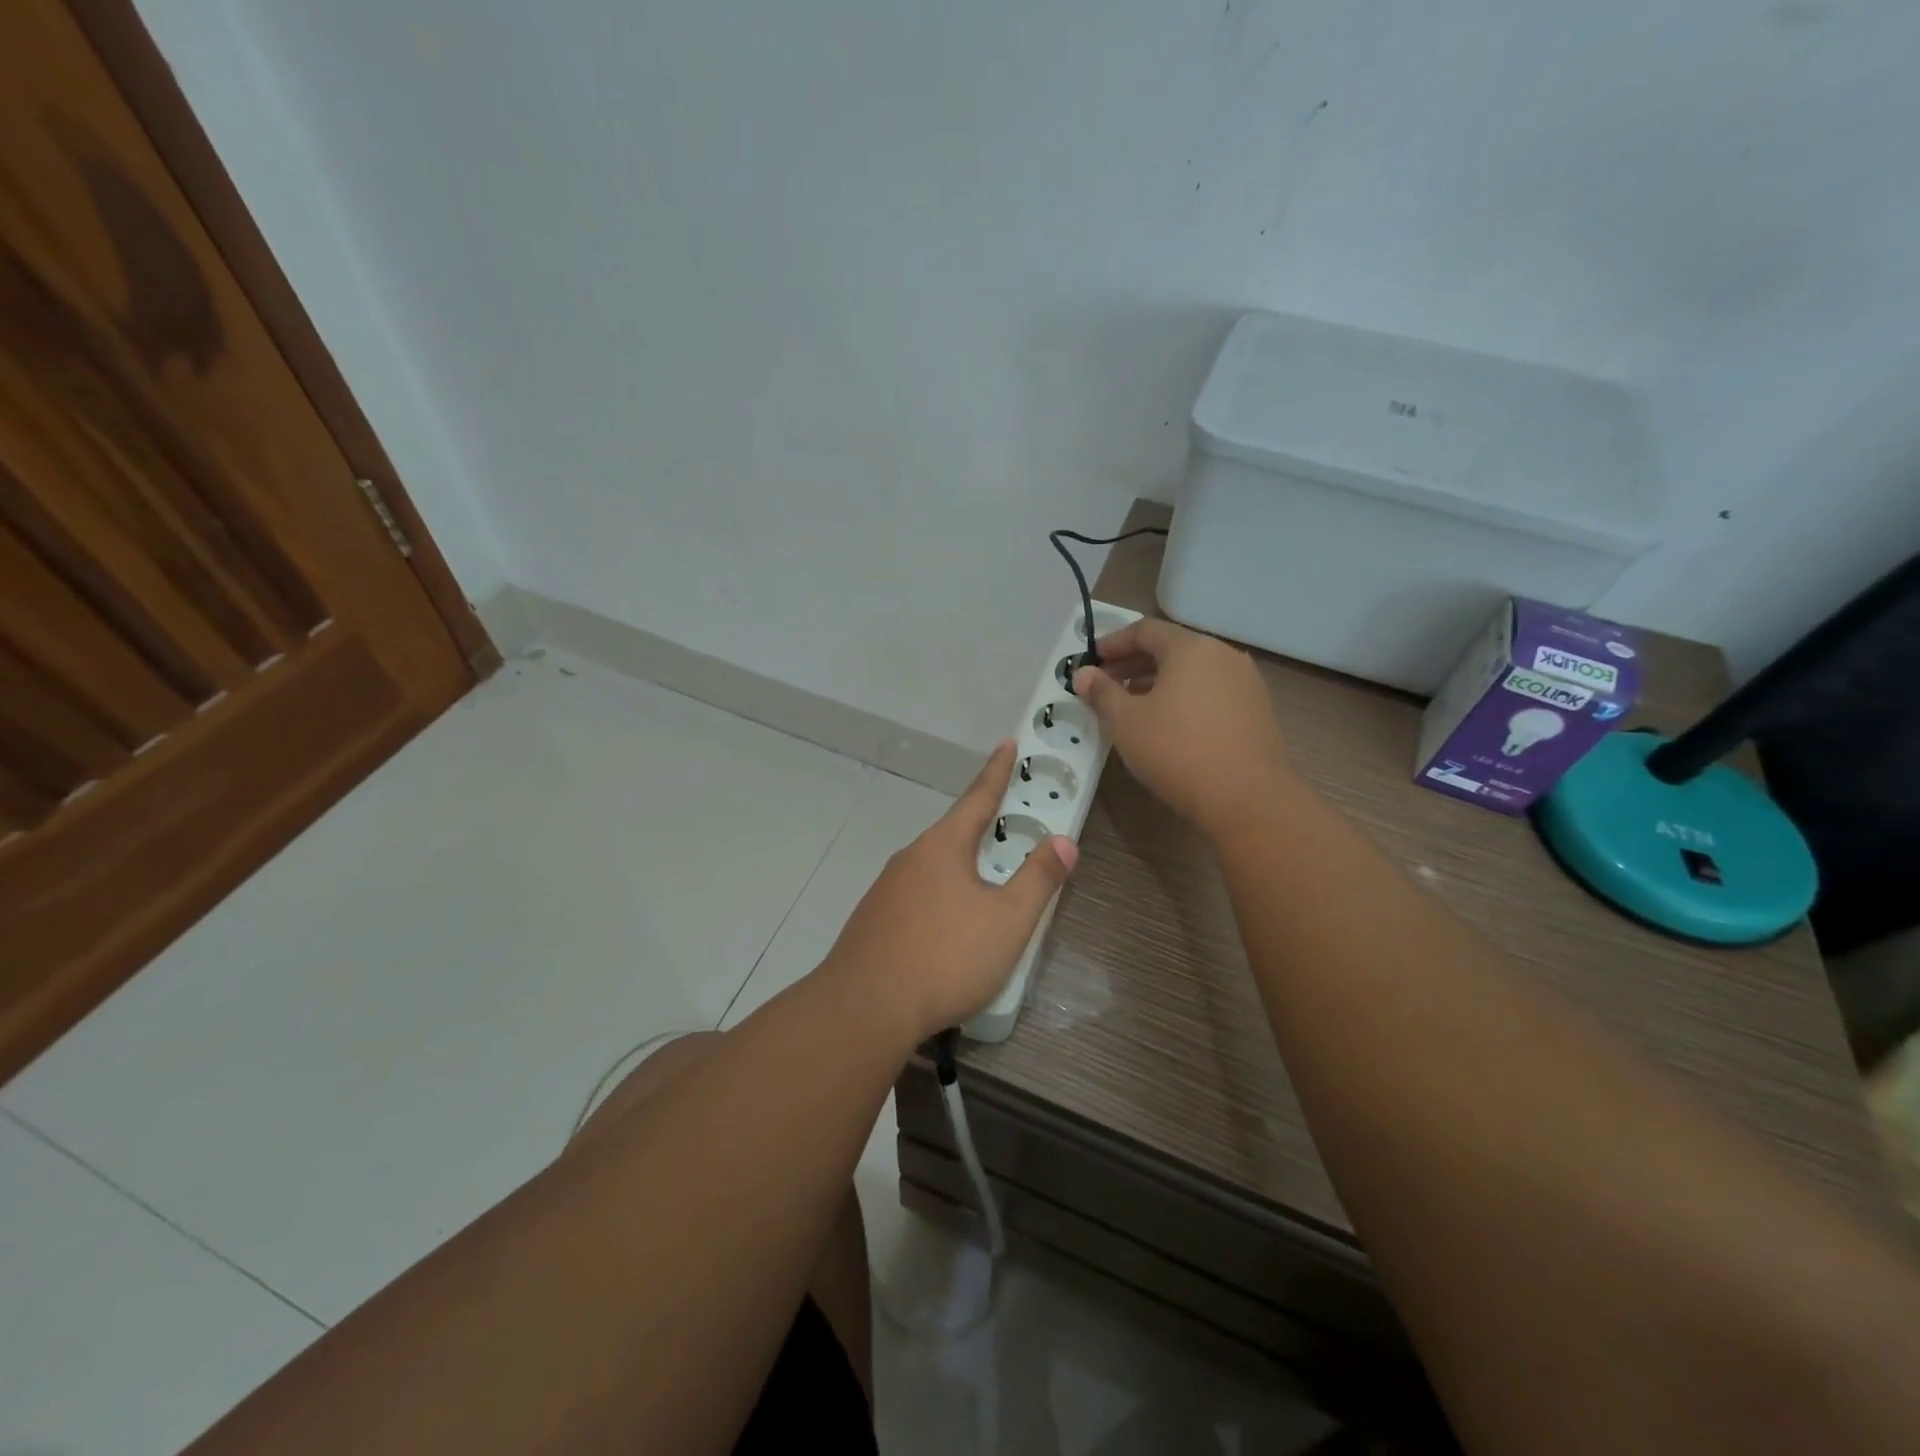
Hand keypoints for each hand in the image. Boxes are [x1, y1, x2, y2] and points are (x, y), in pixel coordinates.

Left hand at [822, 742, 1076, 1042]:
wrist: (865, 1008)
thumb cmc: (946, 956)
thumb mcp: (1007, 920)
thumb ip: (1038, 878)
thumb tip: (1064, 840)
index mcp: (943, 846)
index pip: (978, 797)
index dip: (997, 771)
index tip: (1007, 743)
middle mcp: (911, 857)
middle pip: (954, 832)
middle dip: (981, 826)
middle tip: (1007, 822)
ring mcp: (887, 889)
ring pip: (934, 866)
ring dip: (961, 867)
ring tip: (984, 883)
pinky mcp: (874, 919)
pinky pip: (917, 894)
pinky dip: (940, 895)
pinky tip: (948, 926)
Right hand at [1073, 618, 1294, 837]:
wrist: (1247, 798)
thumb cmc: (1176, 751)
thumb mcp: (1126, 722)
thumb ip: (1102, 693)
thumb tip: (1083, 675)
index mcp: (1191, 648)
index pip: (1146, 630)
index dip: (1114, 642)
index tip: (1092, 658)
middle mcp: (1223, 655)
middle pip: (1172, 648)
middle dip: (1135, 662)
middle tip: (1107, 682)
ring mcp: (1246, 682)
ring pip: (1193, 671)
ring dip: (1159, 681)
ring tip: (1133, 705)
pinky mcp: (1257, 710)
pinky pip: (1211, 691)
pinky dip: (1184, 697)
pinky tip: (1169, 723)